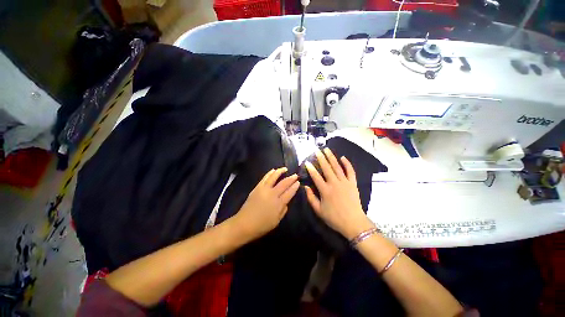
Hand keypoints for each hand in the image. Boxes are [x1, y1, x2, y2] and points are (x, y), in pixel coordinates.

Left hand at [233, 167, 299, 240]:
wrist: (244, 224)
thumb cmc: (262, 225)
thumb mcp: (277, 221)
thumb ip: (283, 210)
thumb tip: (286, 202)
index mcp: (279, 204)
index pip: (289, 192)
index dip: (294, 187)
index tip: (298, 182)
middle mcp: (273, 194)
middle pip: (284, 183)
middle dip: (291, 178)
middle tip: (295, 175)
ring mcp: (264, 189)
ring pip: (274, 177)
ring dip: (280, 171)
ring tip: (285, 168)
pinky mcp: (257, 187)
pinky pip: (265, 178)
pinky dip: (270, 173)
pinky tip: (273, 170)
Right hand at [305, 148, 373, 239]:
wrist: (353, 223)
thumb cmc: (334, 218)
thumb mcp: (318, 210)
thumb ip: (311, 198)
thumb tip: (305, 187)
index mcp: (325, 190)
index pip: (316, 176)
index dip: (311, 168)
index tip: (307, 162)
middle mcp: (334, 183)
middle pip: (326, 168)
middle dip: (321, 158)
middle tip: (317, 150)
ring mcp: (345, 182)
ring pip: (337, 167)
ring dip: (332, 157)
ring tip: (327, 149)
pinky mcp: (352, 183)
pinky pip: (350, 171)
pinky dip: (347, 164)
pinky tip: (343, 157)